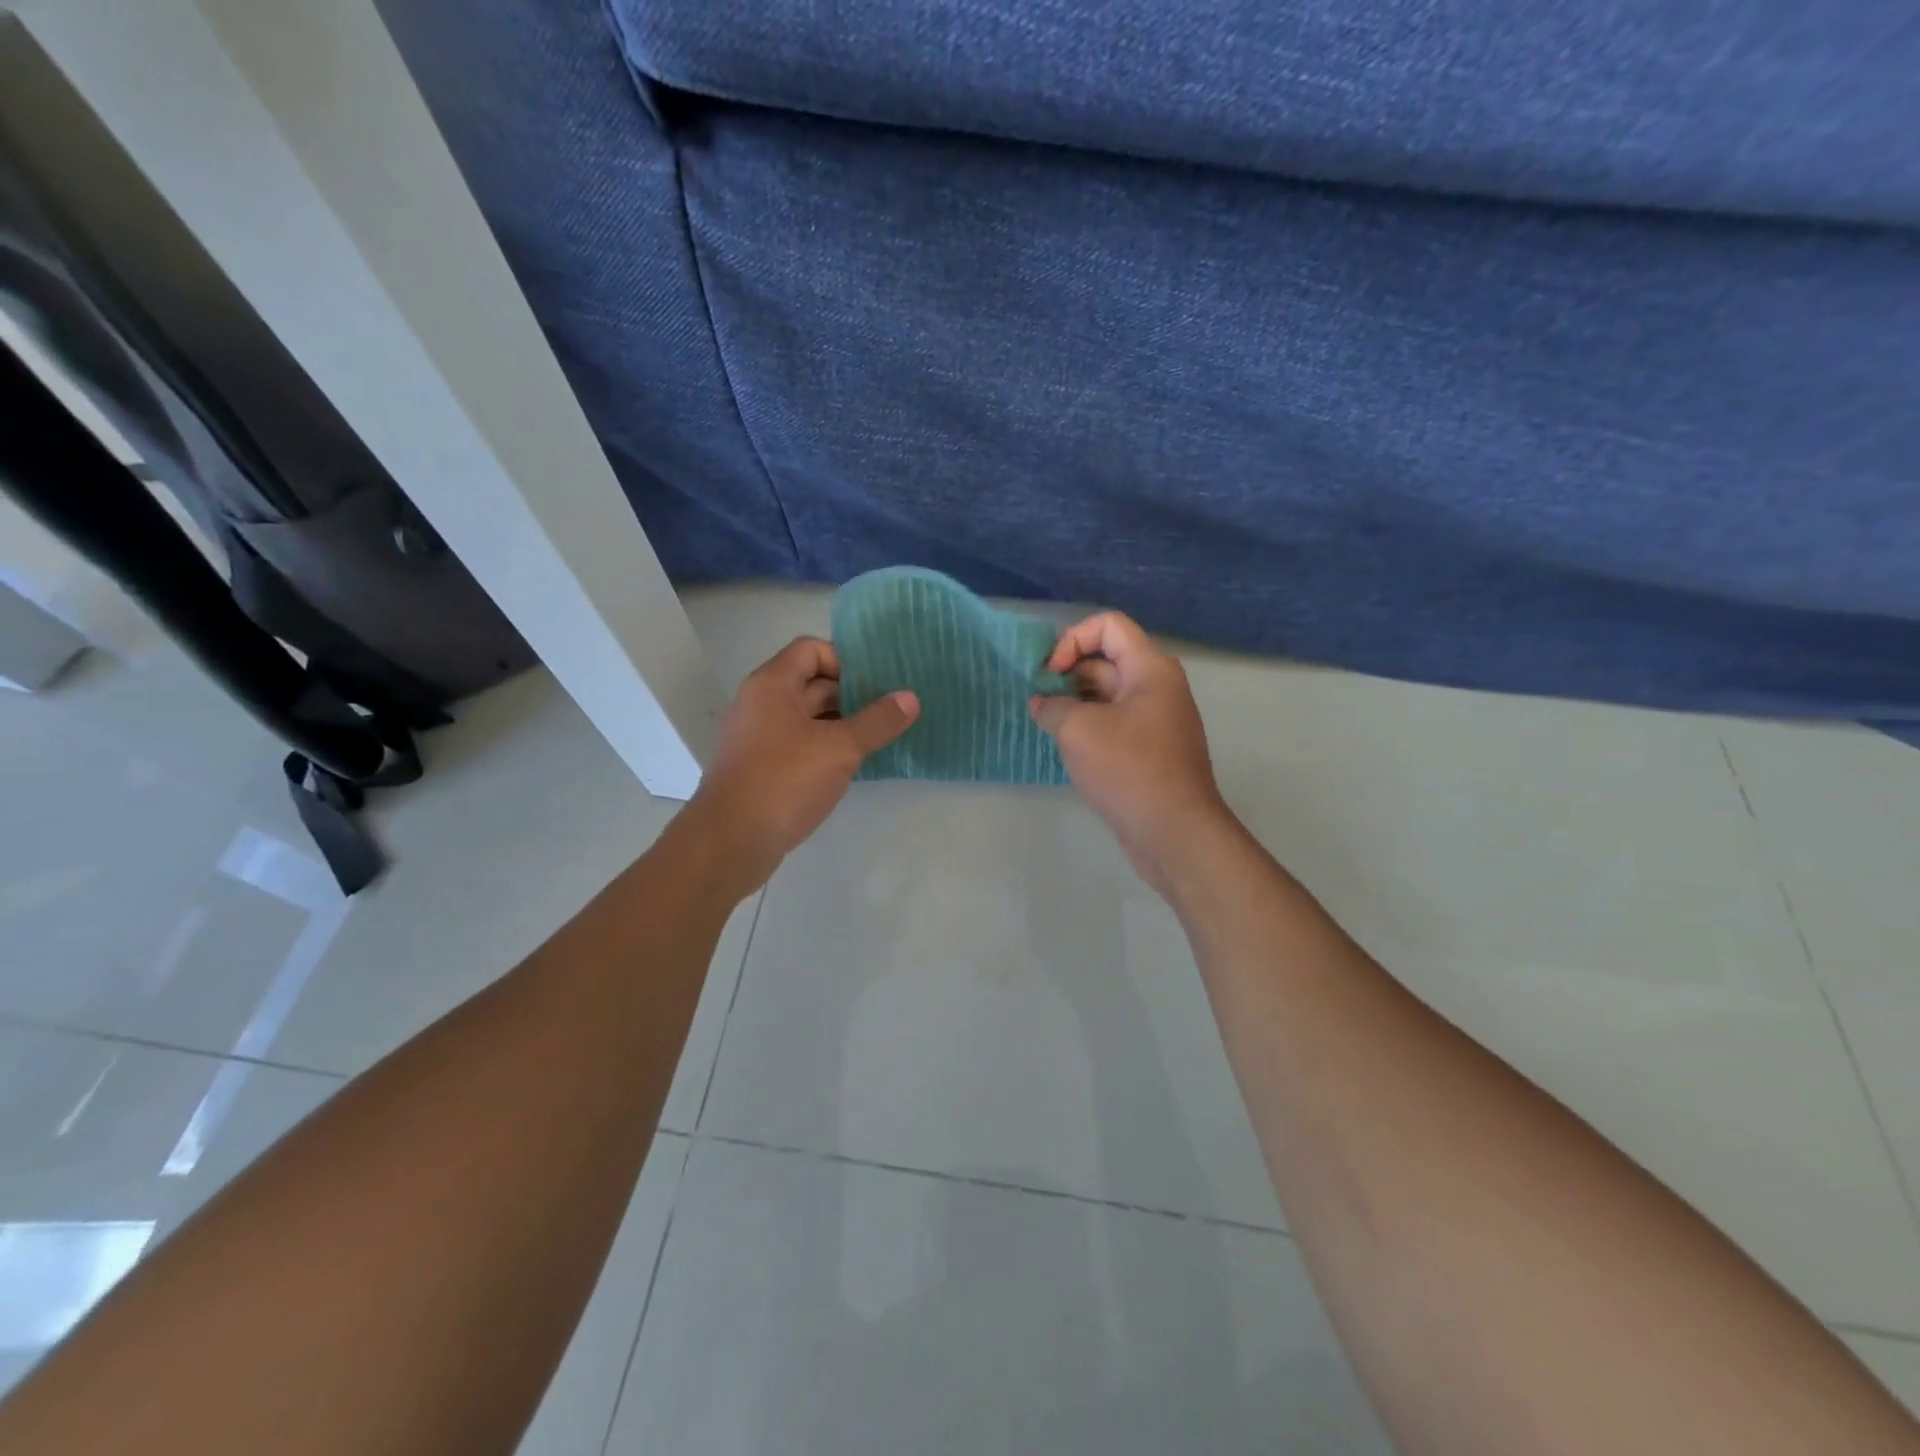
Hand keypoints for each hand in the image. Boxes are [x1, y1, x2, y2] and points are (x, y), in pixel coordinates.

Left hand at [689, 637, 917, 889]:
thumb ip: (877, 721)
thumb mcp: (840, 749)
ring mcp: (759, 737)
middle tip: (891, 709)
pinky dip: (827, 747)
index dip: (846, 660)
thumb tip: (910, 698)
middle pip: (811, 682)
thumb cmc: (784, 782)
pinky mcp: (762, 767)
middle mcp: (761, 703)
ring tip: (880, 736)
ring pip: (808, 717)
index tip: (878, 684)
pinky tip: (854, 764)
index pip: (812, 649)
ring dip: (842, 723)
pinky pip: (800, 744)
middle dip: (852, 693)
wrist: (730, 842)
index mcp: (772, 685)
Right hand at [1031, 611, 1233, 896]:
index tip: (1051, 673)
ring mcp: (1155, 720)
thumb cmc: (1128, 769)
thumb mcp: (1078, 730)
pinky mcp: (1148, 750)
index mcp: (1150, 669)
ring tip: (1045, 721)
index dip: (1073, 640)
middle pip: (1106, 659)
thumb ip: (1052, 706)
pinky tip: (1063, 744)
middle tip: (1038, 699)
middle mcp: (1157, 687)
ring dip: (1073, 701)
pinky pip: (1113, 723)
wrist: (1173, 832)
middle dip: (1067, 672)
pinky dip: (1087, 725)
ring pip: (1107, 694)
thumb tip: (1042, 703)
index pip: (1108, 626)